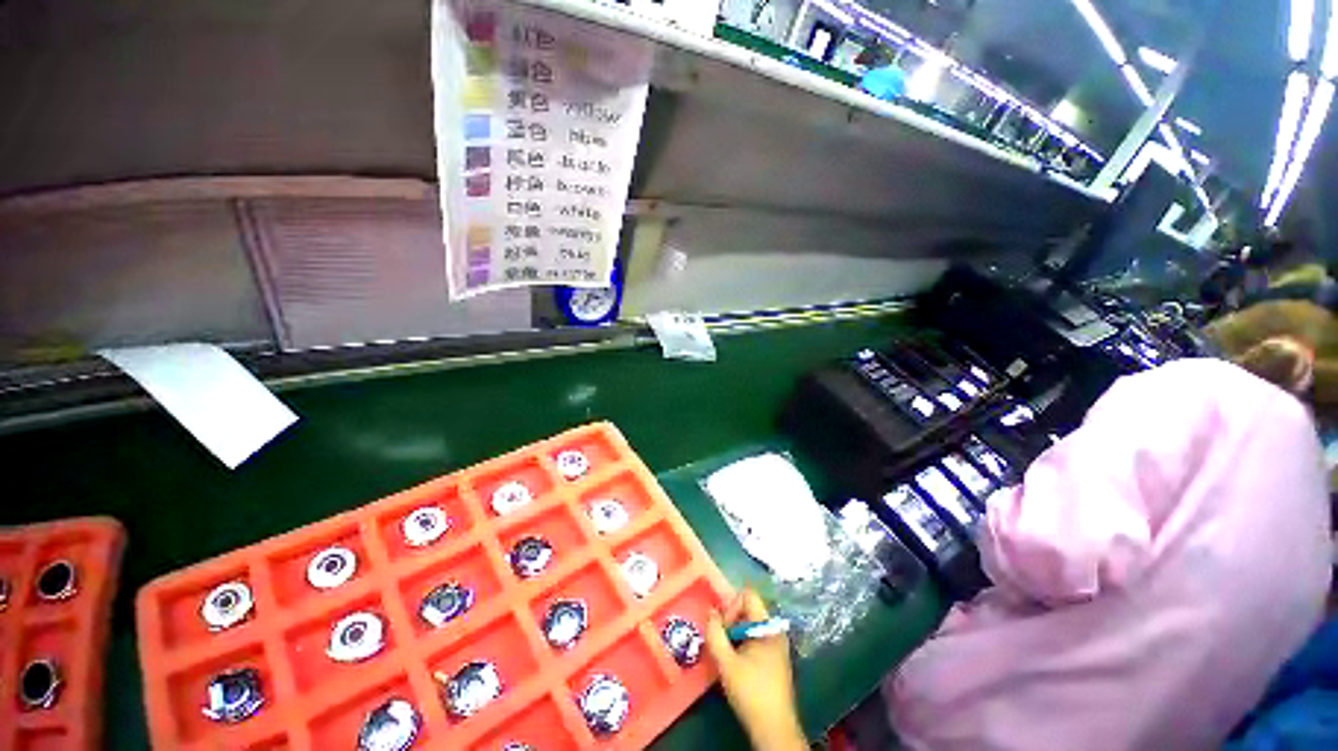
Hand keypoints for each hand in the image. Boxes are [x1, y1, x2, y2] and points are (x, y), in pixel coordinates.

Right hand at [705, 589, 806, 750]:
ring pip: (749, 625)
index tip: (722, 630)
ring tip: (725, 656)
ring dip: (734, 636)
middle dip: (730, 622)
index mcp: (768, 626)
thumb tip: (710, 612)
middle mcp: (774, 630)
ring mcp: (776, 645)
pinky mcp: (773, 658)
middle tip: (720, 644)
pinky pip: (754, 638)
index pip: (747, 596)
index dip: (731, 607)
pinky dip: (741, 645)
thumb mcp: (727, 663)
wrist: (774, 729)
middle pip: (748, 610)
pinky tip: (735, 665)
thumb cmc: (751, 693)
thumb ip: (715, 634)